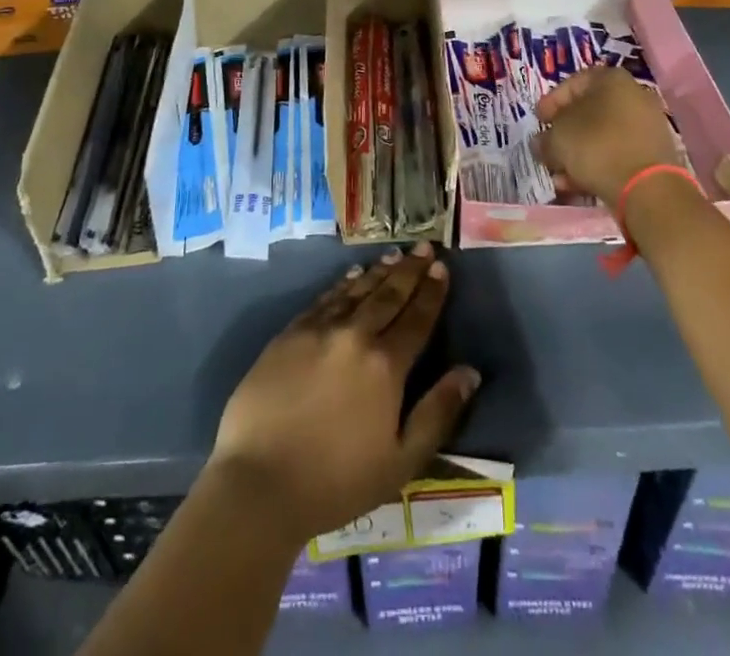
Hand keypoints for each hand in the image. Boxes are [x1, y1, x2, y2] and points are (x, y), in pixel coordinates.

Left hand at [209, 242, 481, 546]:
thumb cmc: (337, 482)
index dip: (432, 292)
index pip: (417, 318)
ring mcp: (319, 330)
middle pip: (389, 295)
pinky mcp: (289, 334)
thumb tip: (470, 372)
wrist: (259, 483)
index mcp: (386, 366)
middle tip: (425, 247)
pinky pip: (324, 299)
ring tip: (395, 255)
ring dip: (379, 271)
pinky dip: (343, 284)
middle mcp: (355, 335)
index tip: (442, 268)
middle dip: (410, 270)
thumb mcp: (401, 461)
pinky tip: (352, 275)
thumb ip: (438, 412)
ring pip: (357, 291)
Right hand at [533, 66, 685, 201]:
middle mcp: (634, 96)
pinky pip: (617, 154)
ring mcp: (647, 126)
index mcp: (612, 79)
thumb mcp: (558, 138)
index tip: (539, 120)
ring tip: (559, 174)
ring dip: (577, 154)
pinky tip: (577, 184)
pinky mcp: (653, 155)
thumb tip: (542, 143)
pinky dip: (596, 165)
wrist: (647, 188)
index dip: (551, 101)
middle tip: (547, 148)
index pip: (574, 82)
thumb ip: (545, 138)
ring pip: (602, 136)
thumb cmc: (597, 146)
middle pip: (589, 112)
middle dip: (564, 133)